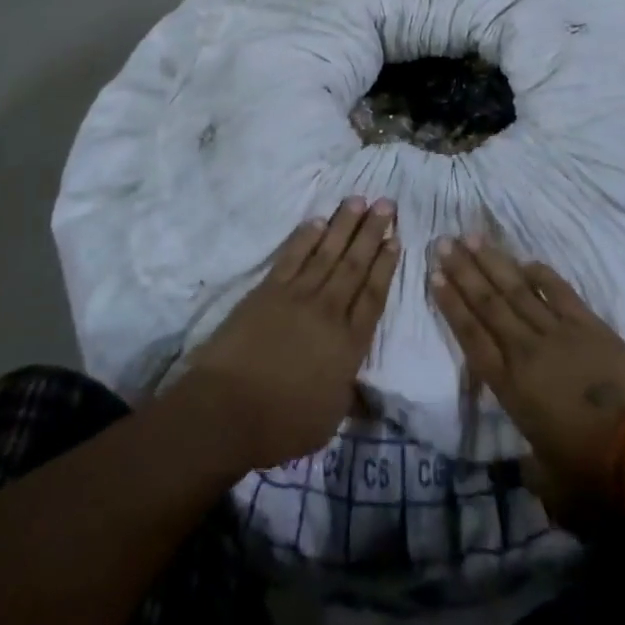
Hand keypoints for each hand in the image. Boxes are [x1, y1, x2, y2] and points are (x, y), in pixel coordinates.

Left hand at [185, 197, 399, 469]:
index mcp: (349, 345)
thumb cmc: (281, 424)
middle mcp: (328, 311)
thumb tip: (362, 384)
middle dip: (372, 232)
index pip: (373, 296)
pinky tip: (317, 220)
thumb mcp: (329, 419)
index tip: (396, 240)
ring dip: (344, 225)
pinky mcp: (268, 290)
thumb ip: (348, 391)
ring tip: (359, 200)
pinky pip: (292, 256)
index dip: (386, 266)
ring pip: (327, 252)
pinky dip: (305, 236)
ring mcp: (297, 296)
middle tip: (386, 203)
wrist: (228, 409)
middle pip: (355, 265)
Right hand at [430, 235, 624, 525]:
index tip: (434, 276)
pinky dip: (541, 275)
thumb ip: (531, 466)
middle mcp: (526, 351)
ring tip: (471, 238)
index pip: (472, 337)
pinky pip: (559, 292)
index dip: (451, 305)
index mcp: (510, 387)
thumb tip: (527, 464)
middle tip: (444, 242)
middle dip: (464, 271)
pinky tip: (525, 261)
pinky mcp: (589, 326)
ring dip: (493, 263)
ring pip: (517, 290)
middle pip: (489, 304)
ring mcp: (558, 333)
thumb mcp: (549, 482)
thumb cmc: (592, 473)